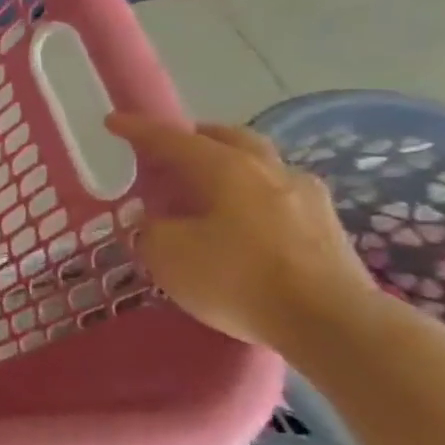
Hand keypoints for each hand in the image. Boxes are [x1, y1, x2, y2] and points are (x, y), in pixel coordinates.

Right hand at [106, 113, 378, 348]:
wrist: (332, 324)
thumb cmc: (236, 278)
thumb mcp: (166, 253)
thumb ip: (152, 227)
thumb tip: (157, 220)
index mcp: (226, 168)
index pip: (172, 139)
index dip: (138, 130)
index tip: (112, 121)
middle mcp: (269, 171)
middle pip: (229, 139)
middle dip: (196, 137)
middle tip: (170, 149)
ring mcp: (307, 198)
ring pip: (260, 166)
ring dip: (230, 167)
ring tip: (205, 187)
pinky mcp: (328, 228)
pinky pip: (278, 197)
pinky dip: (252, 197)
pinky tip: (240, 220)